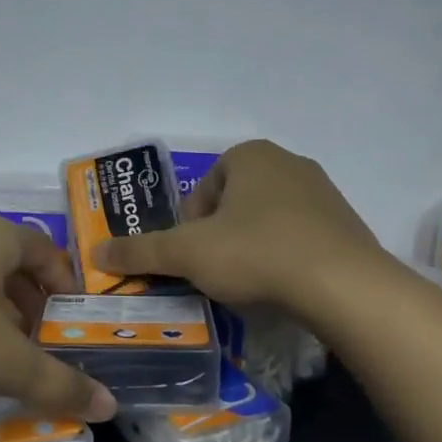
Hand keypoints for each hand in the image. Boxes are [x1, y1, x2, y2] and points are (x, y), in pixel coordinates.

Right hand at [95, 140, 383, 313]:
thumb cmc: (256, 254)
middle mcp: (289, 162)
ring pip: (268, 220)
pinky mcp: (346, 224)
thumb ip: (140, 251)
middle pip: (235, 203)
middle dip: (220, 237)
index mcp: (250, 156)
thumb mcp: (188, 254)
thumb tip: (95, 252)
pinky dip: (285, 257)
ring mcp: (323, 192)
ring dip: (252, 247)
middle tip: (216, 272)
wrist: (343, 284)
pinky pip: (301, 237)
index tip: (193, 257)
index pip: (204, 189)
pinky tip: (284, 286)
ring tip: (250, 283)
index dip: (189, 226)